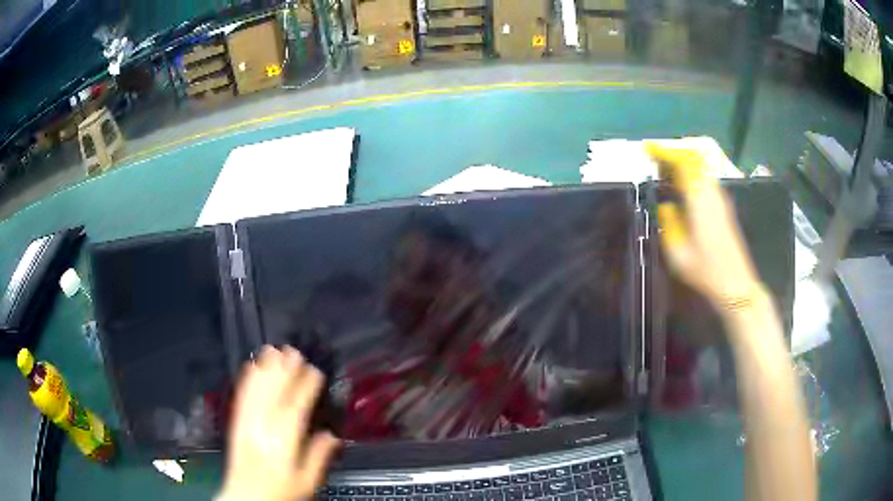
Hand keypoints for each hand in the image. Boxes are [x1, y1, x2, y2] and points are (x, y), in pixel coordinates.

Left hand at [219, 346, 340, 500]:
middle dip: (285, 370)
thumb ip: (319, 456)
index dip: (306, 386)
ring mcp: (246, 423)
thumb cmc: (279, 491)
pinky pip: (241, 397)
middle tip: (294, 351)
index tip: (315, 371)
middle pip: (274, 392)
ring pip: (256, 390)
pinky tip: (250, 367)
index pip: (296, 406)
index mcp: (283, 441)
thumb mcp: (307, 481)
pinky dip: (246, 380)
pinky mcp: (236, 423)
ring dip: (265, 368)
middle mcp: (263, 427)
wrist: (246, 497)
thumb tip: (332, 436)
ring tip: (274, 350)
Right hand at [645, 138, 766, 313]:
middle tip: (654, 159)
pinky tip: (682, 188)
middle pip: (694, 159)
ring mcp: (721, 199)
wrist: (736, 285)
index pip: (684, 163)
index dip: (665, 152)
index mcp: (700, 201)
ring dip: (683, 163)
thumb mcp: (678, 253)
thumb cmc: (706, 271)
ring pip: (702, 168)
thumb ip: (669, 223)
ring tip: (665, 172)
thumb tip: (665, 205)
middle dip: (673, 153)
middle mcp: (713, 193)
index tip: (648, 148)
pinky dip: (691, 174)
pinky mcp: (724, 207)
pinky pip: (705, 179)